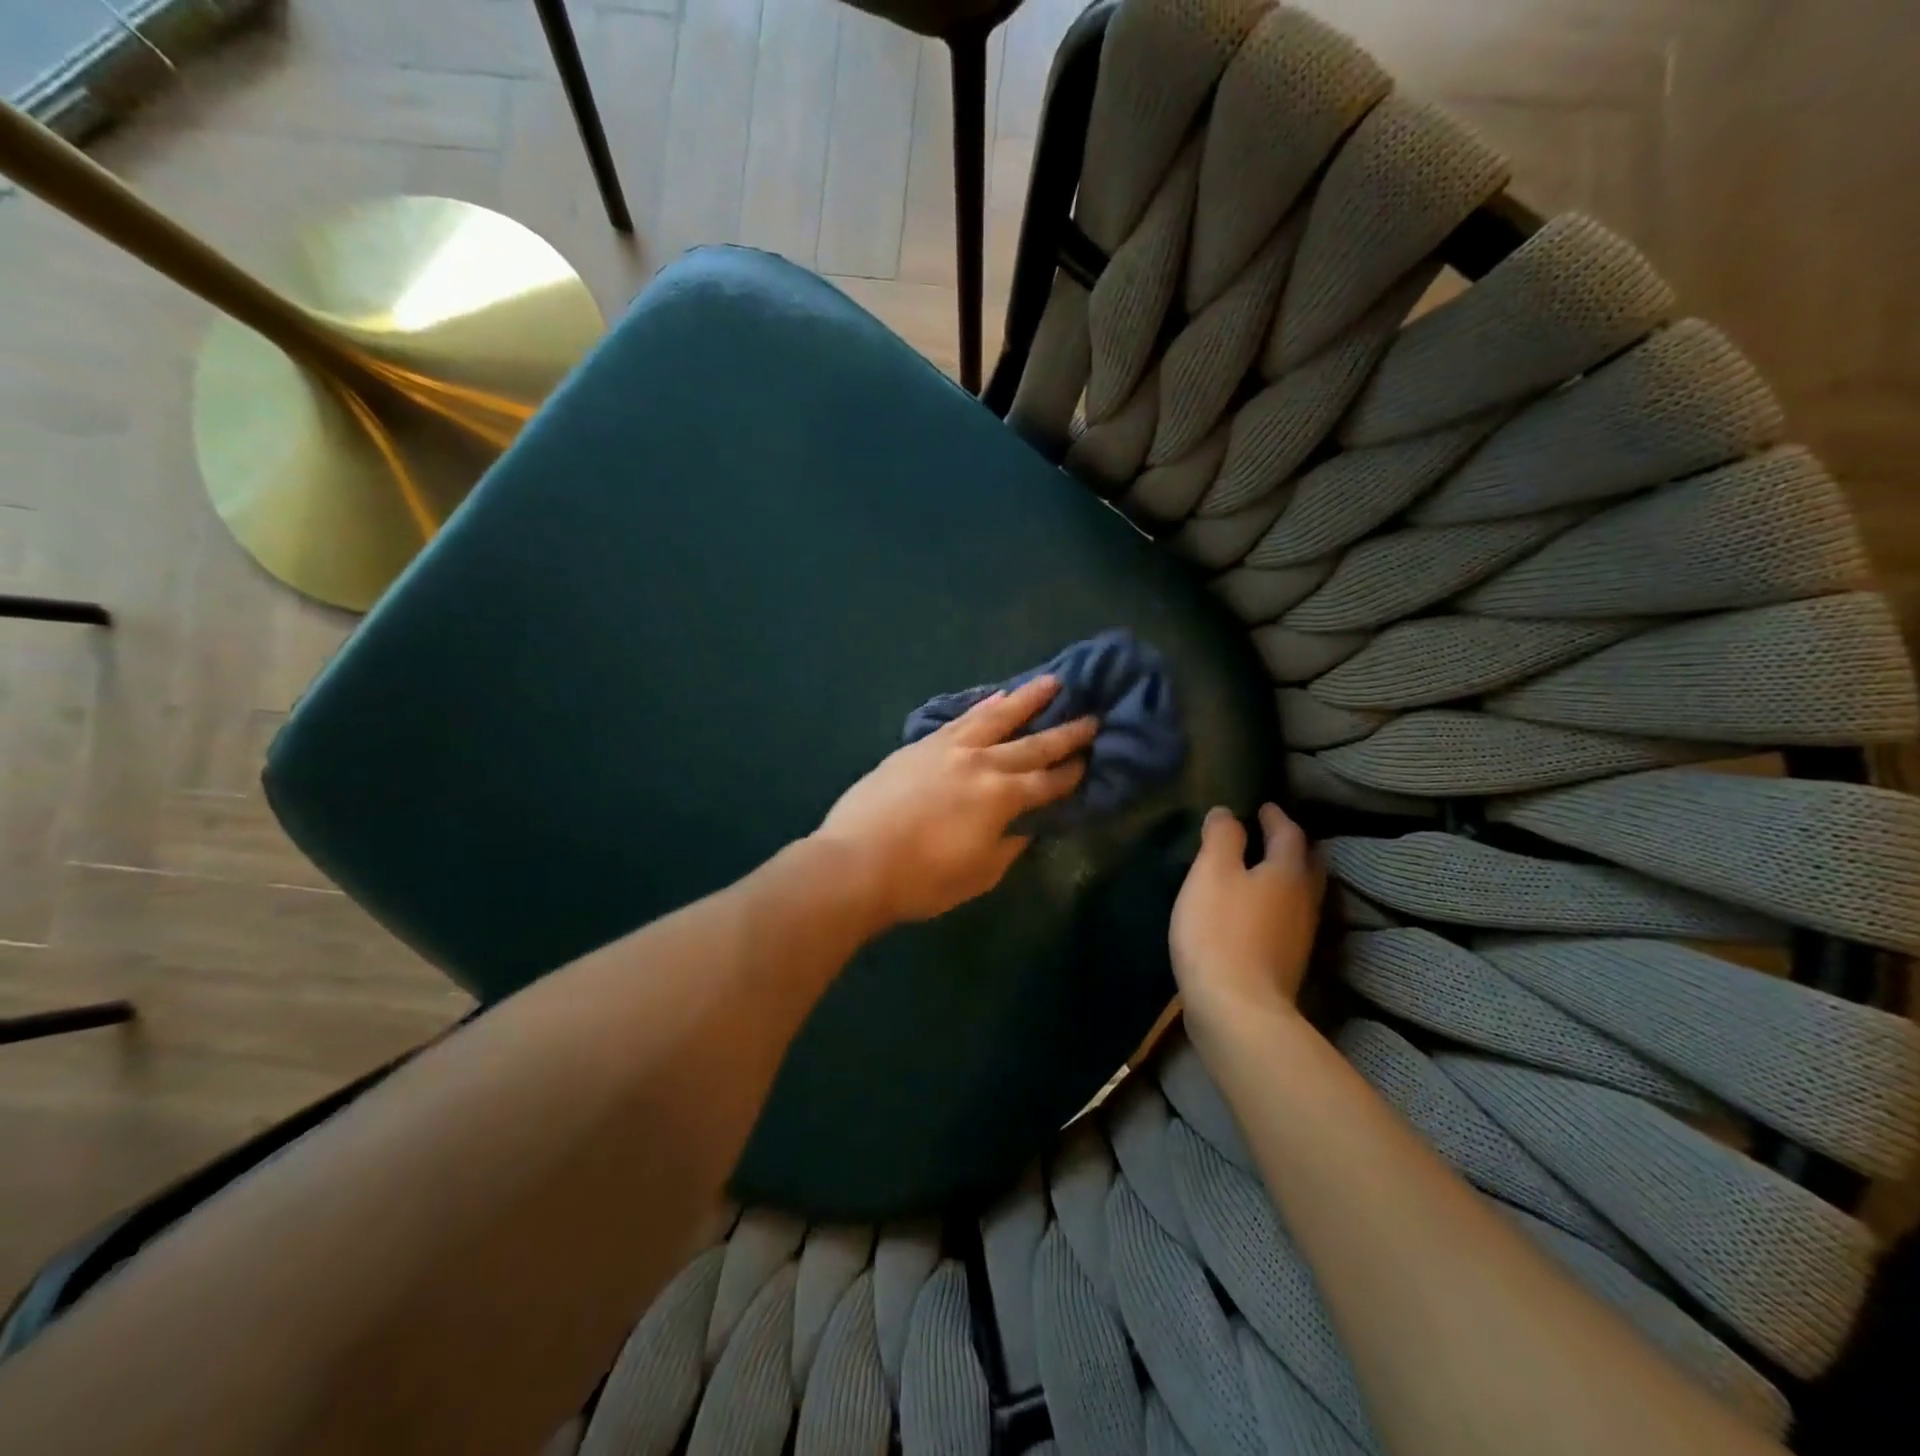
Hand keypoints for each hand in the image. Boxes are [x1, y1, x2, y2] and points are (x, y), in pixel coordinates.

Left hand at [815, 676, 1096, 927]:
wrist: (856, 862)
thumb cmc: (922, 879)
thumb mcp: (979, 873)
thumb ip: (1008, 845)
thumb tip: (1025, 825)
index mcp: (1002, 798)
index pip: (1047, 782)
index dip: (1071, 772)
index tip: (1091, 758)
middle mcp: (981, 763)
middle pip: (1031, 744)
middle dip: (1065, 732)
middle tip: (1092, 716)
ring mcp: (948, 749)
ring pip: (996, 717)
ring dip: (1027, 700)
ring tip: (1051, 682)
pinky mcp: (920, 746)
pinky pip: (960, 719)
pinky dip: (982, 706)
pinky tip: (995, 696)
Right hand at [1170, 804, 1323, 1037]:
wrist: (1236, 1009)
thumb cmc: (1219, 930)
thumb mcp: (1211, 873)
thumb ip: (1221, 838)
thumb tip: (1227, 813)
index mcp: (1288, 873)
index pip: (1290, 834)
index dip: (1276, 816)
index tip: (1264, 806)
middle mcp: (1303, 901)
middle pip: (1307, 865)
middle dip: (1293, 846)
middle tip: (1274, 834)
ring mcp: (1299, 936)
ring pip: (1300, 894)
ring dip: (1287, 876)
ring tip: (1264, 869)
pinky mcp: (1286, 963)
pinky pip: (1287, 919)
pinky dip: (1276, 904)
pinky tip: (1257, 911)